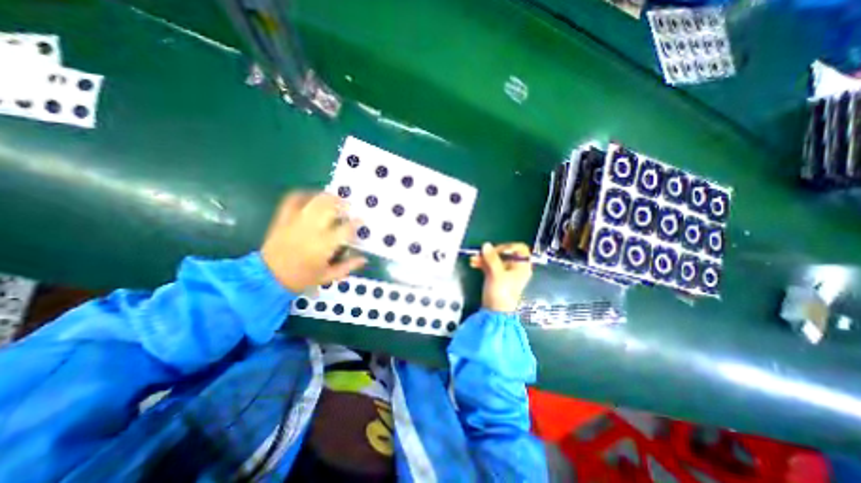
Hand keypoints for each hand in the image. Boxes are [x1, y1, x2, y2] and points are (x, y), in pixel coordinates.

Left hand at [259, 192, 365, 294]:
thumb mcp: (328, 276)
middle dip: (342, 204)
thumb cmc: (301, 278)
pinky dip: (303, 194)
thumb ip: (348, 267)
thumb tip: (364, 259)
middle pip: (330, 208)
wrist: (268, 277)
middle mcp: (312, 229)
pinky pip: (293, 199)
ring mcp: (296, 222)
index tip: (361, 220)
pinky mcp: (283, 219)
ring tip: (335, 199)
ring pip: (315, 201)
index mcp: (325, 245)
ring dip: (328, 197)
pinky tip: (312, 196)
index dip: (356, 223)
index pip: (345, 229)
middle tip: (348, 207)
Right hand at [470, 242, 531, 312]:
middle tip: (482, 253)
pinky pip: (490, 265)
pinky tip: (474, 263)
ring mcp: (505, 272)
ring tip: (474, 258)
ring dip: (485, 257)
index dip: (508, 247)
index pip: (519, 249)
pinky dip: (483, 263)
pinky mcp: (496, 276)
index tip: (497, 250)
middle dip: (492, 252)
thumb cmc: (501, 293)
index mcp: (522, 266)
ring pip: (496, 259)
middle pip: (505, 253)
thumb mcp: (497, 273)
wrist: (495, 312)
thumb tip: (486, 245)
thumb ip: (492, 258)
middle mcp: (515, 268)